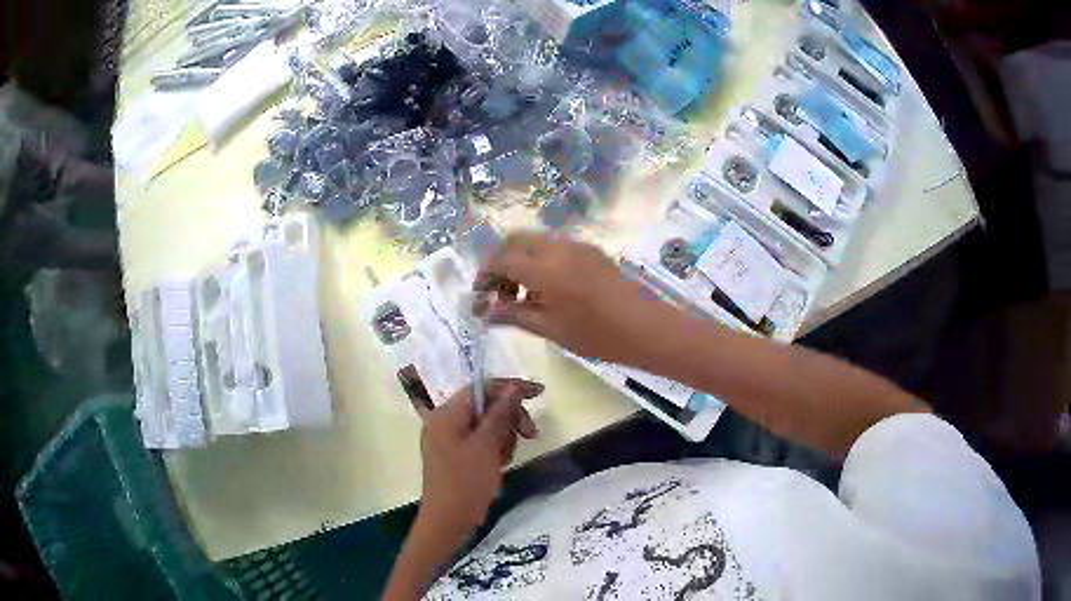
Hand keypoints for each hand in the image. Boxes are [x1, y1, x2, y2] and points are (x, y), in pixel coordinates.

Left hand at [416, 378, 542, 545]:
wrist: (447, 522)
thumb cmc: (466, 483)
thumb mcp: (487, 446)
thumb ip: (500, 414)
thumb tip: (514, 387)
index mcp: (446, 414)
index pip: (481, 387)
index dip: (511, 387)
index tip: (539, 394)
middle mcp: (444, 421)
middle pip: (485, 406)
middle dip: (509, 417)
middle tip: (530, 434)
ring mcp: (448, 439)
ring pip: (485, 424)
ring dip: (504, 436)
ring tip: (507, 457)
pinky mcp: (455, 455)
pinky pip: (480, 441)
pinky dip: (494, 448)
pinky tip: (500, 464)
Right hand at [475, 232, 663, 361]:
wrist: (647, 328)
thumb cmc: (598, 335)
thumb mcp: (551, 329)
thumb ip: (514, 315)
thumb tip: (485, 311)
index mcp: (545, 268)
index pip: (501, 258)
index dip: (484, 275)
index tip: (480, 298)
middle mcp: (558, 248)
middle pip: (515, 240)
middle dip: (499, 262)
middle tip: (497, 293)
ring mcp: (577, 246)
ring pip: (535, 241)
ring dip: (519, 260)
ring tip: (521, 297)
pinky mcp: (590, 251)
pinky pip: (554, 247)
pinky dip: (539, 260)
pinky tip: (545, 291)